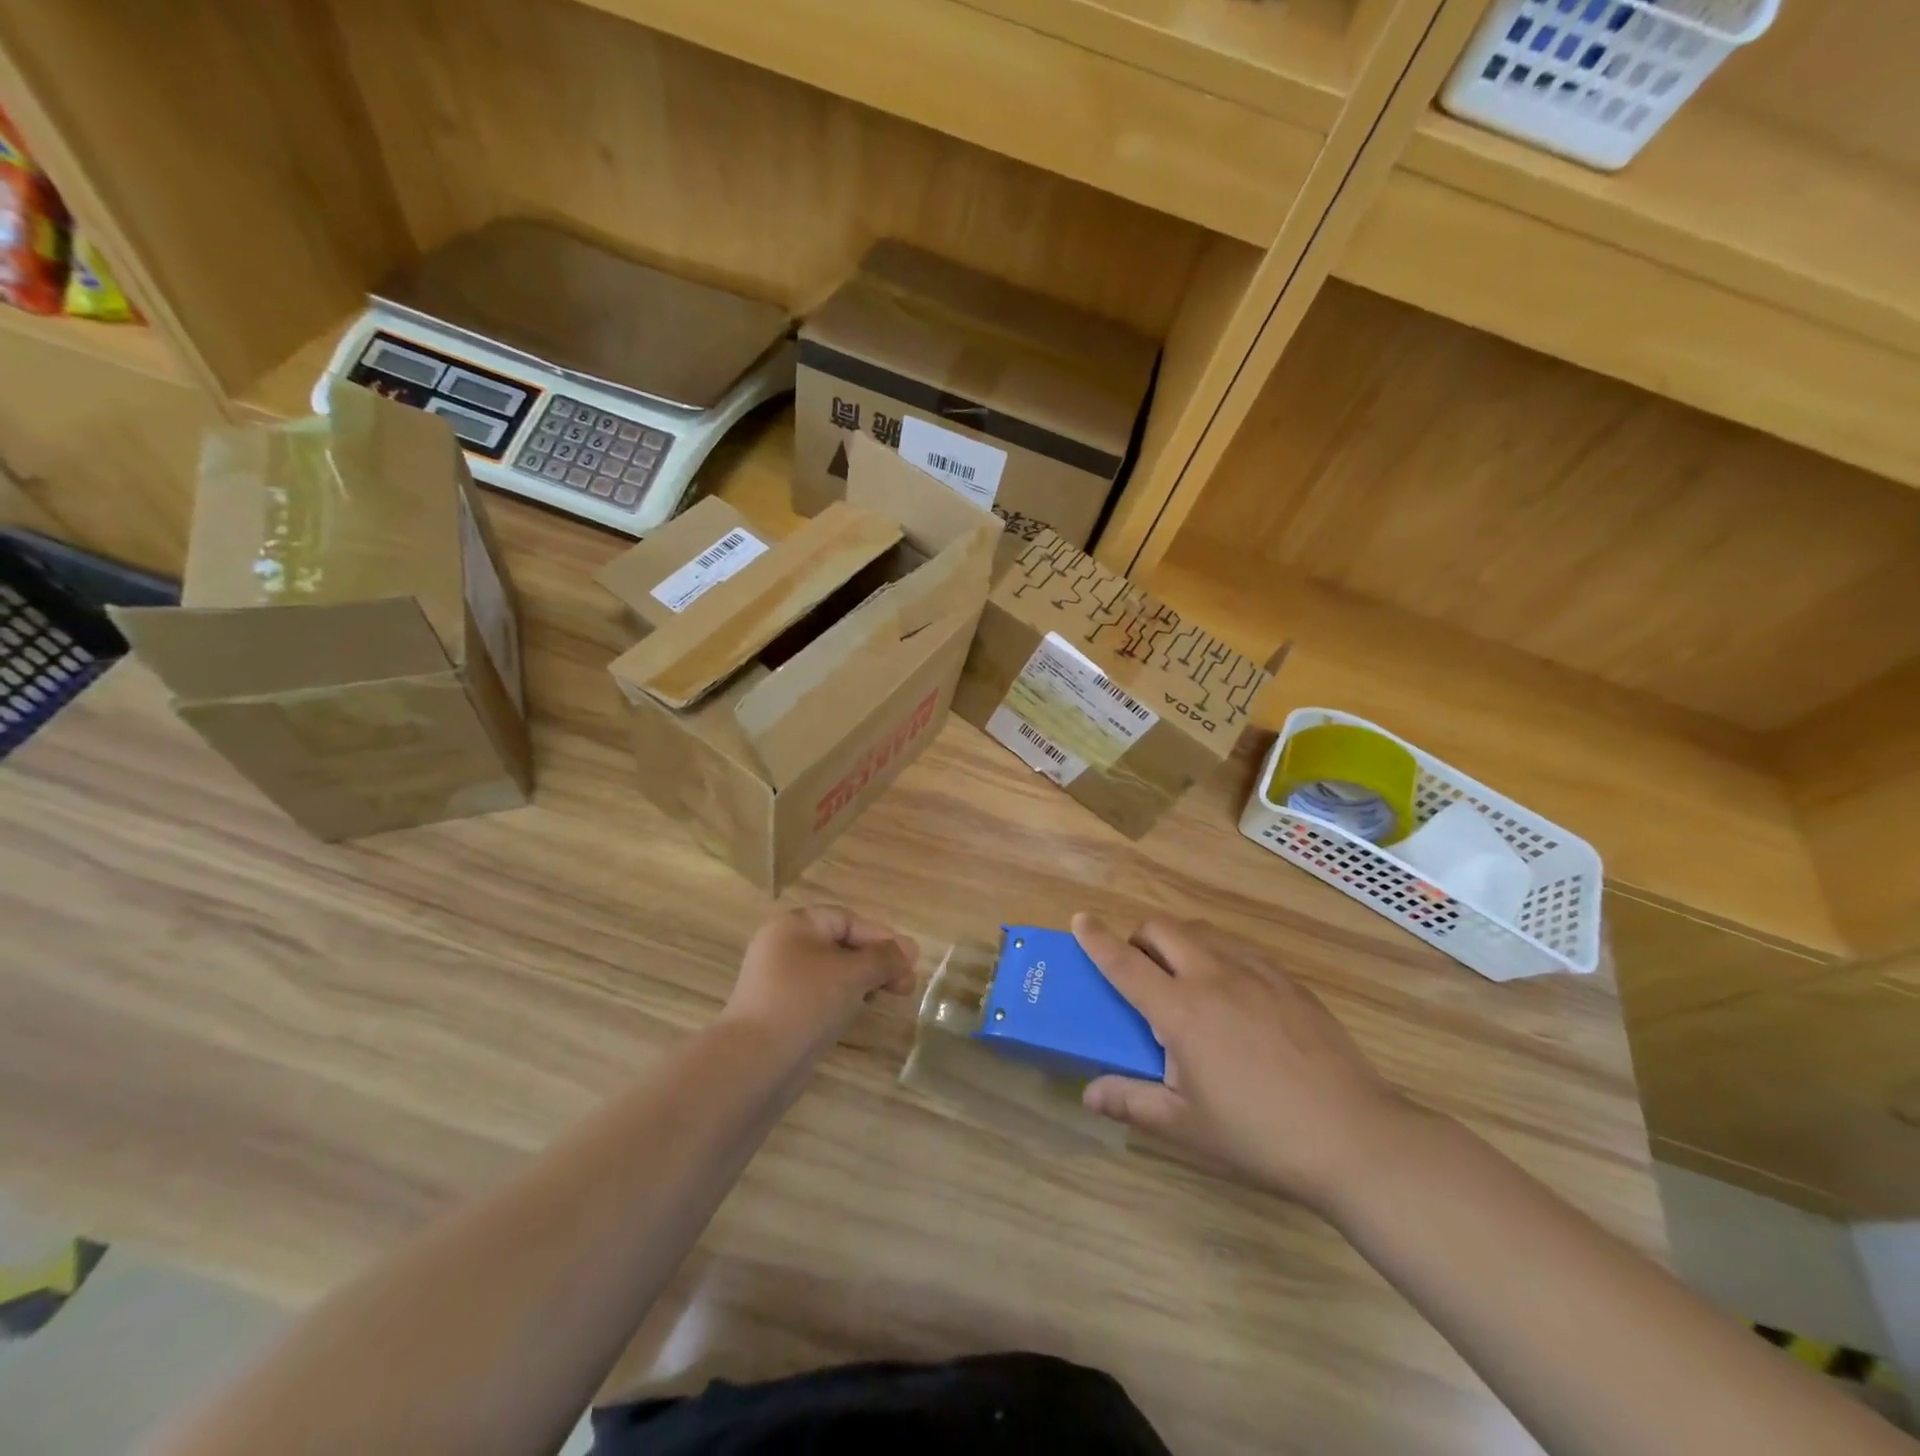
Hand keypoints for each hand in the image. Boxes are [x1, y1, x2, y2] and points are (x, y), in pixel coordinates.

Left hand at [723, 906, 917, 1053]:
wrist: (755, 1063)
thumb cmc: (806, 1002)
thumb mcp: (853, 973)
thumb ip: (885, 958)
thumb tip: (910, 948)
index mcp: (794, 925)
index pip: (847, 920)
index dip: (881, 937)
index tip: (909, 962)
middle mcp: (783, 948)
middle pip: (840, 945)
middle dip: (876, 962)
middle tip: (906, 986)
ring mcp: (779, 983)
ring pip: (831, 974)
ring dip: (862, 983)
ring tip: (886, 999)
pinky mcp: (780, 1013)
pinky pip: (819, 997)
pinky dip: (842, 1001)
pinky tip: (856, 1016)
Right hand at [1073, 913, 1418, 1211]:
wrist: (1355, 1138)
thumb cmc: (1259, 1135)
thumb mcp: (1186, 1125)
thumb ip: (1132, 1102)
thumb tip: (1088, 1094)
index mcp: (1181, 1011)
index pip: (1125, 963)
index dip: (1097, 939)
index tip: (1080, 919)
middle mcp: (1213, 977)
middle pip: (1162, 929)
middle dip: (1138, 936)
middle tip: (1139, 971)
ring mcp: (1256, 973)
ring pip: (1202, 932)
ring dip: (1179, 942)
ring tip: (1184, 981)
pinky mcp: (1289, 981)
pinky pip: (1240, 949)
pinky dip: (1218, 955)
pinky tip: (1233, 994)